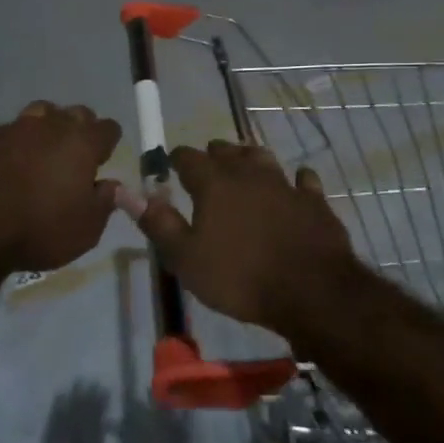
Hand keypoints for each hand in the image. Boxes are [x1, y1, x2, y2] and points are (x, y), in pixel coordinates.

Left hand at [0, 102, 122, 275]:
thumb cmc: (37, 229)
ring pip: (38, 114)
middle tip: (74, 155)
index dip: (108, 142)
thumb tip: (111, 186)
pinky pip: (5, 134)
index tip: (103, 158)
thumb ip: (103, 203)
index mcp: (80, 143)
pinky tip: (5, 166)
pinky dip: (11, 145)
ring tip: (41, 154)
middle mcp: (48, 125)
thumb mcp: (84, 230)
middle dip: (79, 129)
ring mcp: (11, 128)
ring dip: (45, 128)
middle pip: (74, 113)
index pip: (107, 128)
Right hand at [124, 141, 358, 335]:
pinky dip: (295, 180)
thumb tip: (129, 193)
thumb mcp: (186, 258)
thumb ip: (158, 223)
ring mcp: (284, 183)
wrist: (311, 291)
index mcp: (213, 183)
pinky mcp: (314, 200)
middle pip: (226, 151)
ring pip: (262, 158)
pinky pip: (303, 180)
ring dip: (249, 159)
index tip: (170, 166)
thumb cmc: (240, 277)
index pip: (188, 157)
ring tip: (243, 167)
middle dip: (213, 155)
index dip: (177, 159)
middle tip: (206, 167)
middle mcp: (248, 173)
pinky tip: (294, 185)